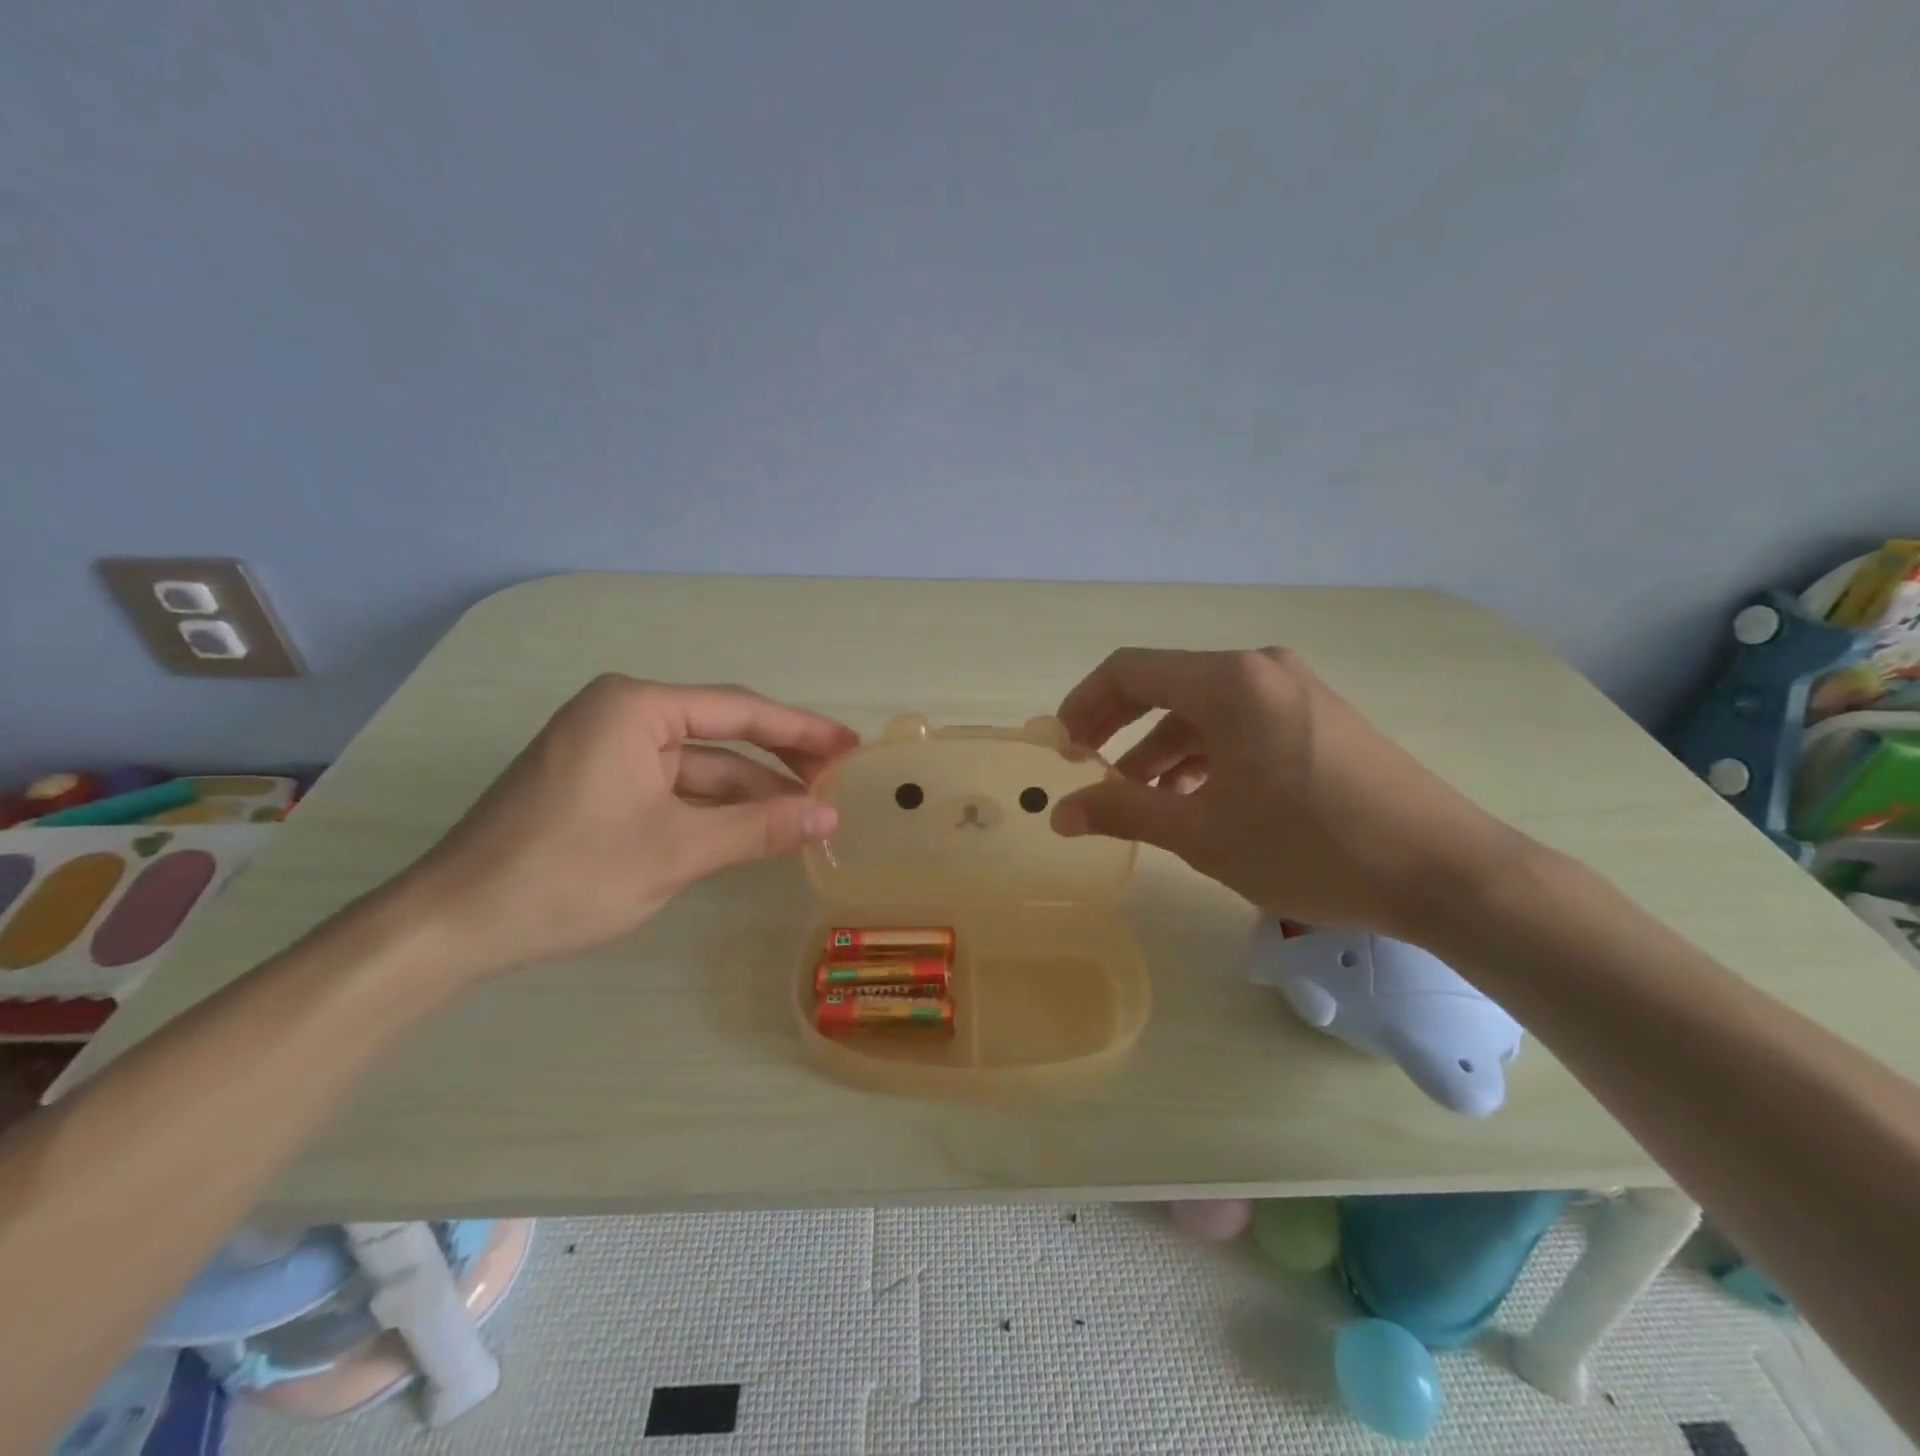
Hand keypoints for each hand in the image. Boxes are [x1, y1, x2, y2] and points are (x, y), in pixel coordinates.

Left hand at [402, 675, 858, 979]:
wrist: (453, 926)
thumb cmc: (568, 874)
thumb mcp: (677, 850)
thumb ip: (760, 828)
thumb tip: (830, 818)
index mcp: (635, 708)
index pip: (740, 710)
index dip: (803, 730)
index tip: (851, 747)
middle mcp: (621, 715)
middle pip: (722, 731)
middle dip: (780, 758)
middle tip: (837, 780)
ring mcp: (606, 750)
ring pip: (699, 764)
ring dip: (750, 790)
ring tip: (806, 814)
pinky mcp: (598, 784)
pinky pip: (673, 786)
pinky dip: (713, 807)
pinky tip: (753, 828)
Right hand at [1051, 648, 1526, 940]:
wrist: (1444, 871)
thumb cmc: (1310, 847)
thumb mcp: (1203, 834)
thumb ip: (1124, 812)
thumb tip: (1060, 813)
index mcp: (1227, 682)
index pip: (1128, 671)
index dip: (1083, 706)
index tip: (1062, 750)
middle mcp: (1259, 669)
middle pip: (1164, 686)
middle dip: (1119, 729)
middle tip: (1090, 773)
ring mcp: (1295, 690)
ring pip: (1203, 709)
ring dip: (1163, 749)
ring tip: (1143, 800)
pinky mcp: (1319, 717)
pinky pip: (1241, 723)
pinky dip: (1206, 754)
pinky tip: (1199, 799)